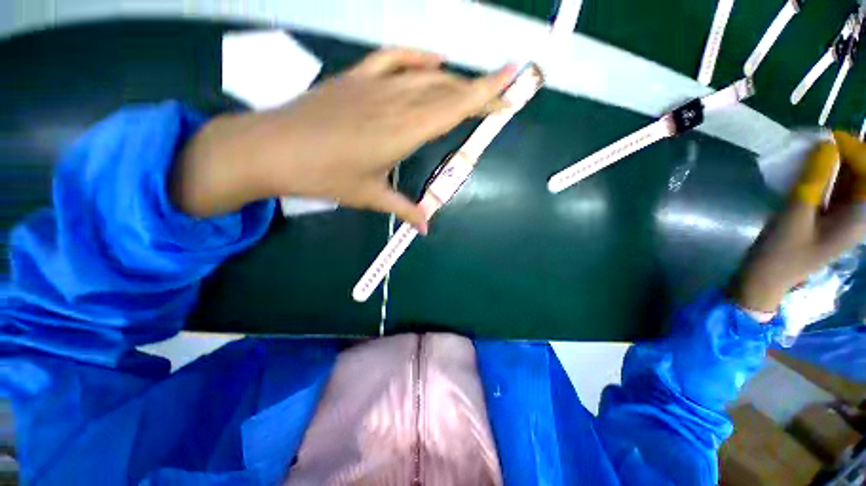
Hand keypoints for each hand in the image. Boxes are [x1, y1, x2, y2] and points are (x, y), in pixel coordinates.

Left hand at [173, 48, 516, 231]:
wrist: (271, 149)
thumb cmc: (323, 176)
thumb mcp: (369, 197)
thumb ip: (403, 209)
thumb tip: (425, 228)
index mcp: (401, 133)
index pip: (453, 109)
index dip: (484, 97)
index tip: (510, 91)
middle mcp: (394, 103)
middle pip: (446, 90)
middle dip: (478, 91)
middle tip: (501, 94)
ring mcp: (374, 85)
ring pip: (425, 75)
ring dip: (453, 80)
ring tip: (471, 89)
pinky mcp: (356, 77)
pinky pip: (393, 59)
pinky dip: (417, 56)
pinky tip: (434, 60)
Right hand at [730, 132, 865, 311]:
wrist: (767, 277)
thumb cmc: (781, 252)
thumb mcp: (794, 215)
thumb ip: (813, 180)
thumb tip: (825, 144)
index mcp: (860, 217)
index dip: (854, 150)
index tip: (825, 139)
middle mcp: (860, 213)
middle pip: (863, 172)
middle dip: (845, 153)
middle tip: (816, 145)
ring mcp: (848, 214)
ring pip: (850, 176)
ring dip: (833, 162)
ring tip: (809, 154)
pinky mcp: (834, 214)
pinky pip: (838, 185)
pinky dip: (826, 173)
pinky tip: (809, 170)